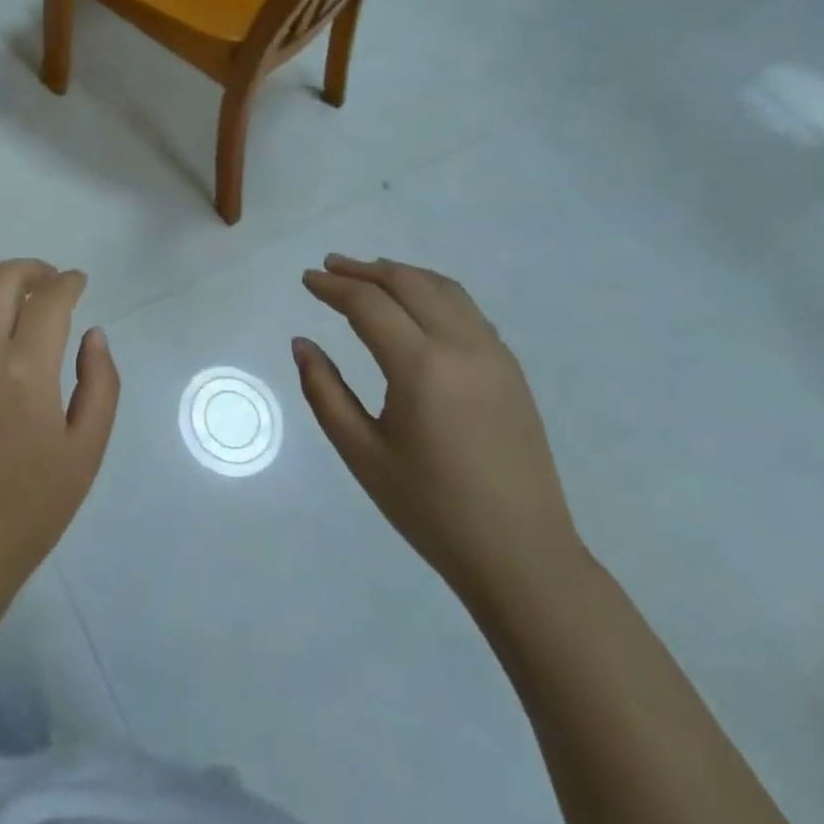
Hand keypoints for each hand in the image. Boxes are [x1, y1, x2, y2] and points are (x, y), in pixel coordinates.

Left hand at [0, 260, 118, 603]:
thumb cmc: (27, 509)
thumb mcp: (85, 453)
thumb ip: (100, 385)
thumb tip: (93, 335)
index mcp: (27, 371)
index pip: (50, 299)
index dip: (68, 282)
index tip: (78, 283)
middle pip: (1, 280)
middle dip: (31, 269)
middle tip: (47, 283)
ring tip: (7, 295)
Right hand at [295, 255, 587, 607]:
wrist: (522, 556)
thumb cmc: (431, 509)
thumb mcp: (361, 453)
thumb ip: (324, 391)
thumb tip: (302, 344)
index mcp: (421, 367)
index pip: (369, 304)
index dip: (333, 287)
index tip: (307, 279)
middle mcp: (462, 347)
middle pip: (408, 283)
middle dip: (364, 270)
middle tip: (330, 267)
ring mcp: (494, 354)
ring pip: (443, 288)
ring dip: (401, 274)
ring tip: (369, 276)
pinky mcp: (511, 369)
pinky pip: (467, 309)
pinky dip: (433, 292)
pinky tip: (416, 306)